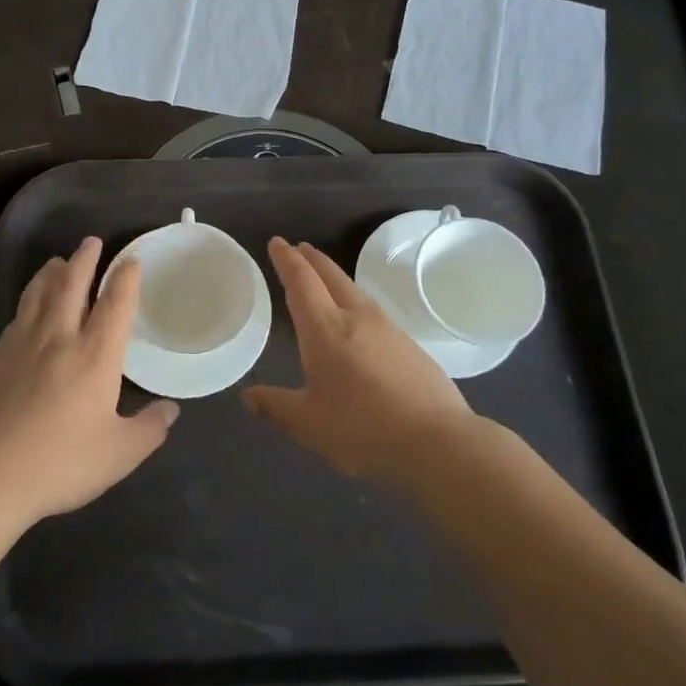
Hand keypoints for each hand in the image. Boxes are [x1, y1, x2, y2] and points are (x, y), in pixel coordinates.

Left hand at [0, 237, 177, 524]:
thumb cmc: (60, 462)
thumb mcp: (119, 454)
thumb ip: (149, 429)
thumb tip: (170, 410)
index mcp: (95, 355)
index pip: (115, 304)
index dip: (126, 278)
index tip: (132, 261)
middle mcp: (61, 337)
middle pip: (73, 284)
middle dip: (85, 259)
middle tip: (92, 241)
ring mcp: (25, 344)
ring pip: (40, 292)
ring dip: (53, 271)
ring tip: (59, 261)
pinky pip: (20, 312)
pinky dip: (30, 297)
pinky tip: (30, 304)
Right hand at [244, 237, 474, 486]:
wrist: (438, 442)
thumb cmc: (364, 430)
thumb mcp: (310, 425)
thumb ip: (276, 407)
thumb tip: (247, 397)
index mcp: (325, 329)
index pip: (302, 282)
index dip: (287, 261)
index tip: (277, 242)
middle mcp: (356, 318)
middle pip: (331, 277)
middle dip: (312, 260)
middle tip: (299, 248)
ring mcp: (387, 329)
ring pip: (354, 290)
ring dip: (334, 277)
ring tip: (323, 278)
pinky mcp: (409, 345)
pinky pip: (372, 309)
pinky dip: (354, 300)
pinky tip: (356, 318)